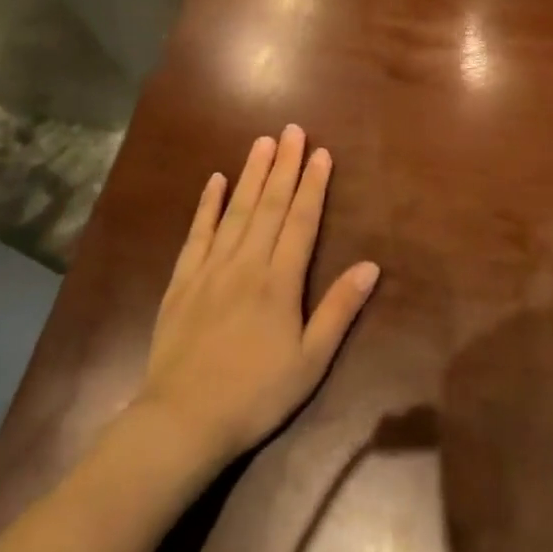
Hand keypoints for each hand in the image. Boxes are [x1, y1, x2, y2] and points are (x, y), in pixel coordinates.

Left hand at [135, 126, 379, 466]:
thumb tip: (370, 266)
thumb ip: (339, 310)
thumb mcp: (310, 362)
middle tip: (293, 131)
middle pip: (269, 205)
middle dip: (285, 166)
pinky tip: (215, 181)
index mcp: (279, 281)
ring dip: (251, 174)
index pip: (301, 221)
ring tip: (263, 142)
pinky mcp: (182, 281)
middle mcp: (246, 264)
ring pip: (235, 211)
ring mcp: (210, 269)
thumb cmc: (256, 395)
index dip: (313, 185)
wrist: (182, 421)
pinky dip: (207, 205)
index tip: (322, 153)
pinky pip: (197, 234)